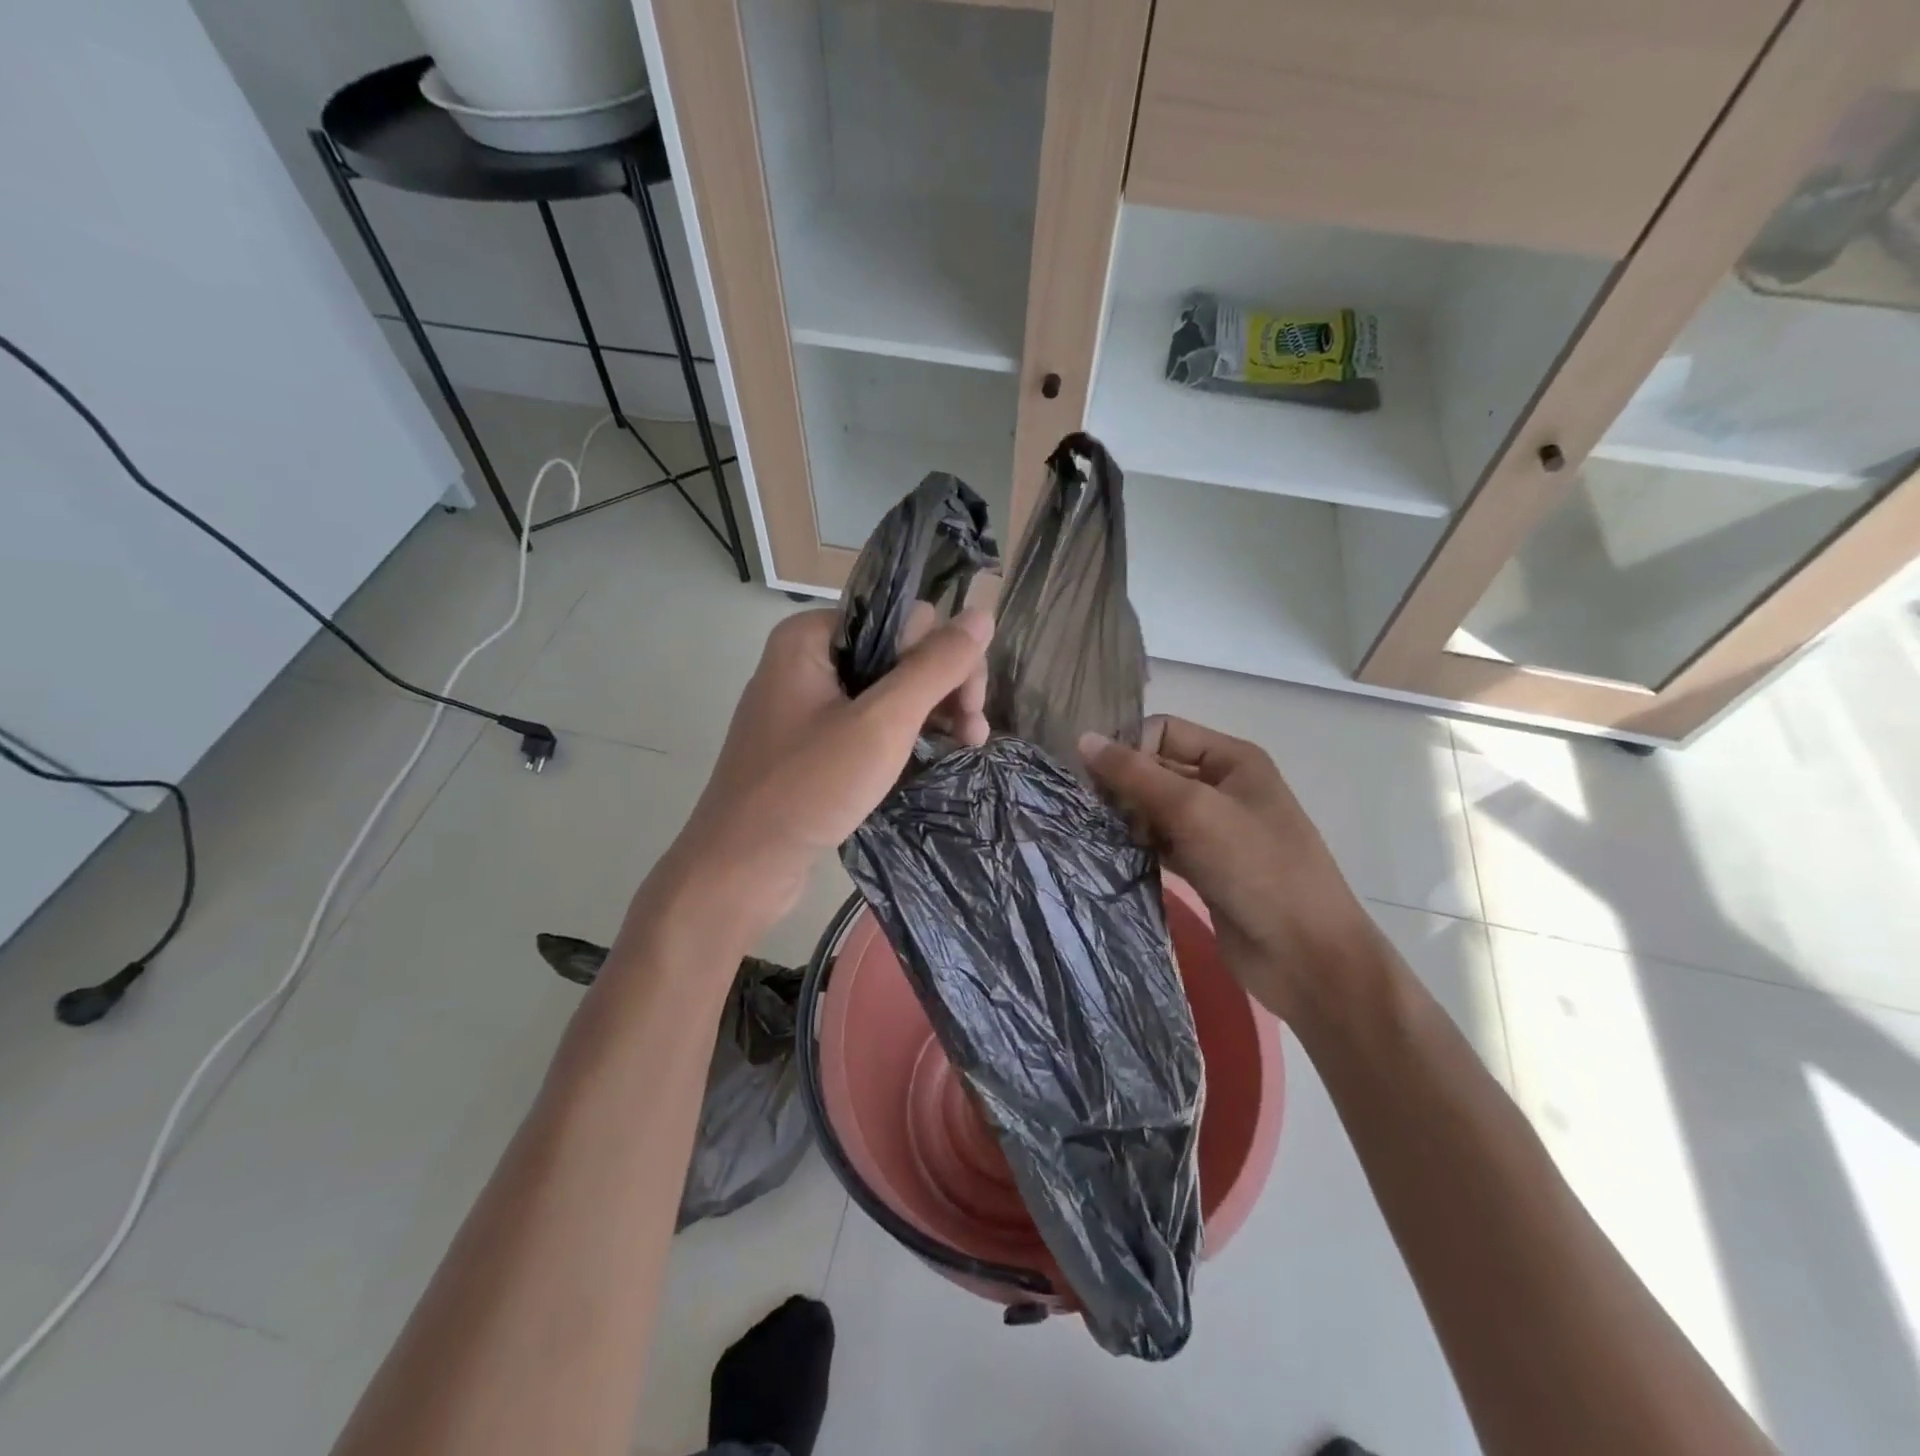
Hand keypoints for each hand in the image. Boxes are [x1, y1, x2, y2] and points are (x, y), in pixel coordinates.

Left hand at [657, 605, 992, 941]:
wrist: (741, 867)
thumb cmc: (808, 787)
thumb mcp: (882, 723)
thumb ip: (934, 667)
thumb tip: (983, 614)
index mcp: (811, 636)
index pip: (901, 620)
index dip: (943, 655)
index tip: (969, 704)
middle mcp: (807, 660)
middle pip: (897, 653)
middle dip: (942, 687)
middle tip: (972, 732)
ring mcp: (807, 704)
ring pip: (887, 690)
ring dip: (931, 712)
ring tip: (966, 746)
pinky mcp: (811, 743)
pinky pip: (868, 722)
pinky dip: (903, 735)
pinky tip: (933, 756)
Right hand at [1080, 716, 1377, 1019]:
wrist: (1304, 955)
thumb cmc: (1256, 868)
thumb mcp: (1194, 810)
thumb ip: (1136, 774)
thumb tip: (1083, 739)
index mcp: (1232, 759)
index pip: (1163, 731)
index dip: (1128, 748)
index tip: (1093, 779)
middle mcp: (1222, 786)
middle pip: (1157, 768)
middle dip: (1122, 784)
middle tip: (1087, 809)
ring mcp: (1214, 829)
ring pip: (1154, 808)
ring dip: (1125, 817)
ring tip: (1093, 833)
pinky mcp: (1203, 866)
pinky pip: (1159, 842)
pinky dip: (1136, 845)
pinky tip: (1109, 855)